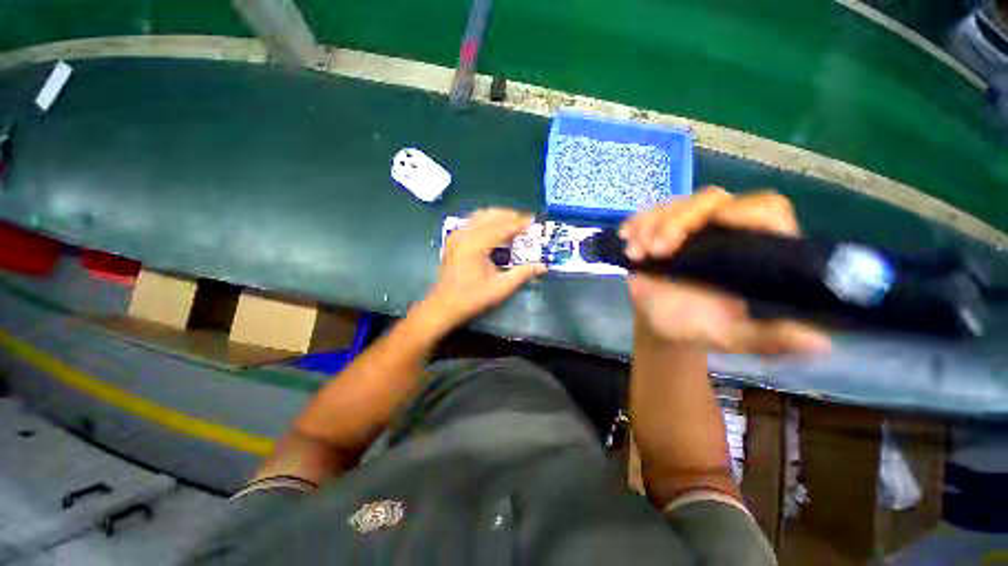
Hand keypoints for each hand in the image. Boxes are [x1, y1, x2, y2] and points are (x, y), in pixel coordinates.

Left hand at [420, 208, 546, 331]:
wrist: (444, 305)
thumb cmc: (472, 298)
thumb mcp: (501, 287)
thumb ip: (523, 273)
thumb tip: (543, 266)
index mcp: (476, 244)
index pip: (502, 227)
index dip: (519, 223)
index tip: (533, 220)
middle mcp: (464, 234)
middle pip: (490, 215)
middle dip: (509, 215)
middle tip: (525, 221)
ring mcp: (457, 235)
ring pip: (480, 215)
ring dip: (498, 216)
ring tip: (513, 222)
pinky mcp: (454, 239)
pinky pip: (472, 221)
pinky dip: (487, 220)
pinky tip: (495, 228)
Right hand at [621, 187, 830, 353]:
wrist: (660, 323)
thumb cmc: (700, 328)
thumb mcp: (735, 337)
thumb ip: (771, 339)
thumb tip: (819, 342)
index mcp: (755, 250)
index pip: (766, 210)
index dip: (746, 210)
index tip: (717, 224)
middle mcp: (724, 229)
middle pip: (712, 199)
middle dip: (680, 220)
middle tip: (659, 249)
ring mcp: (689, 227)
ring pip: (677, 203)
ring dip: (652, 223)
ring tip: (637, 253)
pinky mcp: (660, 229)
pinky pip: (648, 214)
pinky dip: (636, 224)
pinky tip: (627, 241)